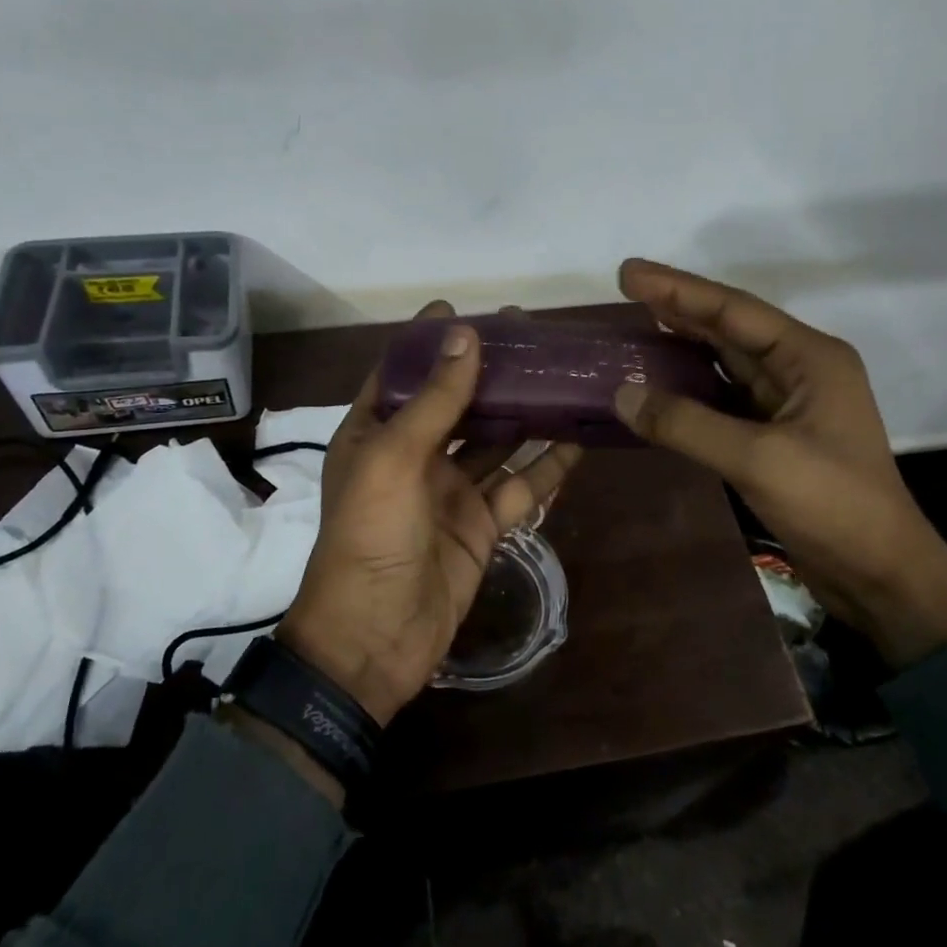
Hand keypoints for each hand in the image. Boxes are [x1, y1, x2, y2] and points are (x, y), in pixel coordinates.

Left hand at [278, 302, 581, 725]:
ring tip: (561, 378)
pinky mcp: (481, 525)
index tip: (462, 309)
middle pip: (455, 402)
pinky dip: (545, 468)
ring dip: (523, 413)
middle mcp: (412, 456)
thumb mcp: (393, 459)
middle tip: (528, 337)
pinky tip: (576, 443)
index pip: (402, 374)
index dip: (429, 343)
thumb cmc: (370, 536)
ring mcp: (450, 491)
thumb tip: (465, 335)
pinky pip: (518, 488)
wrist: (374, 637)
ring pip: (493, 441)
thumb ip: (434, 400)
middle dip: (487, 371)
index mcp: (374, 433)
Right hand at [611, 259, 946, 667]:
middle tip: (625, 290)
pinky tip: (658, 385)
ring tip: (635, 327)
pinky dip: (689, 389)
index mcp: (810, 357)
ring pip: (725, 362)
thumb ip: (686, 424)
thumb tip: (622, 395)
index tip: (628, 273)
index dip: (677, 289)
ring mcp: (789, 404)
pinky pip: (723, 399)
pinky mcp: (775, 436)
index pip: (733, 310)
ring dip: (682, 345)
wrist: (881, 574)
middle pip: (729, 328)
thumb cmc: (832, 505)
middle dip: (677, 308)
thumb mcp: (757, 459)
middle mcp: (800, 369)